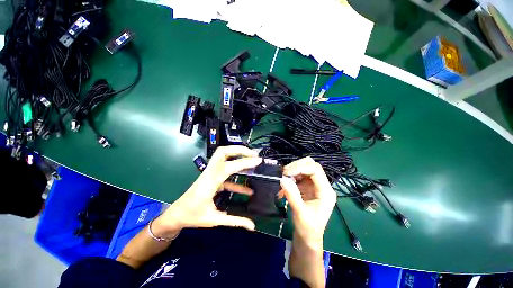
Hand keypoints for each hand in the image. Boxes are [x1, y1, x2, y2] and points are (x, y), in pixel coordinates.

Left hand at [153, 146, 260, 236]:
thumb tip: (252, 226)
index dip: (245, 162)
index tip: (258, 160)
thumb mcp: (214, 219)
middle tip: (252, 153)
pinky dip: (236, 174)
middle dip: (239, 149)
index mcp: (210, 182)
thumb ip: (235, 221)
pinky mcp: (212, 177)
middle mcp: (210, 173)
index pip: (229, 166)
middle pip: (223, 152)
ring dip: (237, 154)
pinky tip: (247, 188)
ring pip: (222, 156)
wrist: (176, 215)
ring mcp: (210, 173)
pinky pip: (225, 171)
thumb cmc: (192, 216)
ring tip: (251, 159)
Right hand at [280, 157, 335, 248]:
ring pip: (305, 168)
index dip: (300, 167)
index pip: (315, 170)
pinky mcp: (308, 187)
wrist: (308, 237)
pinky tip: (284, 185)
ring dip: (293, 170)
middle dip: (297, 166)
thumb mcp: (300, 213)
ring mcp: (315, 185)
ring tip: (283, 177)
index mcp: (326, 192)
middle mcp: (322, 185)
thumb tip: (282, 179)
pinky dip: (291, 177)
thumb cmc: (308, 229)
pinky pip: (299, 175)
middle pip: (311, 165)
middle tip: (284, 172)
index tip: (286, 172)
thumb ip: (292, 195)